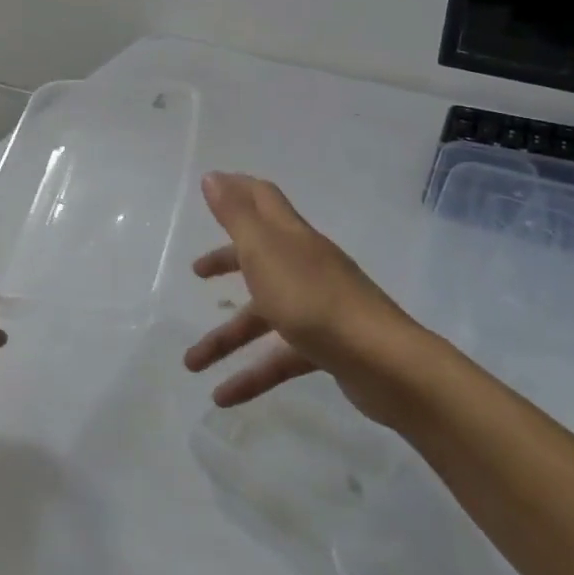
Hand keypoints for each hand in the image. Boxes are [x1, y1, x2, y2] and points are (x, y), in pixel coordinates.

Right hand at [182, 173, 415, 420]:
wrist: (382, 361)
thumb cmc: (312, 298)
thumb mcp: (264, 251)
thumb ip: (237, 215)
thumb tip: (214, 177)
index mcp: (290, 236)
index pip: (262, 200)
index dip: (237, 190)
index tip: (210, 187)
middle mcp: (304, 265)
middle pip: (260, 256)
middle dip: (226, 262)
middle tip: (197, 273)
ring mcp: (317, 306)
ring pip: (263, 315)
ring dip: (226, 337)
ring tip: (191, 364)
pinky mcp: (326, 345)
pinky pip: (279, 357)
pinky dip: (251, 375)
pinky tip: (223, 397)